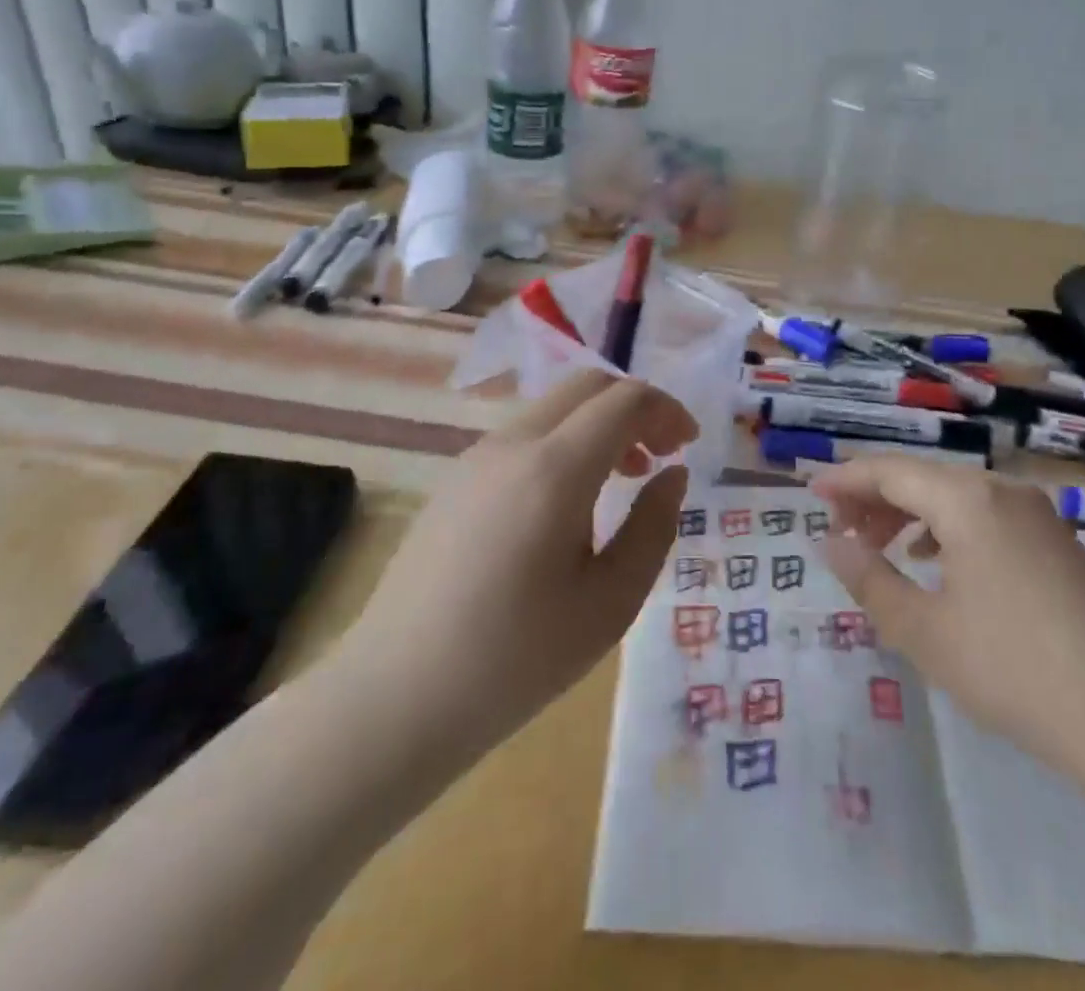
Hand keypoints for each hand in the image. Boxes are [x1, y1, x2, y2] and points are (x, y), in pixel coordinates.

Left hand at [332, 371, 695, 766]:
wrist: (395, 698)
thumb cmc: (516, 658)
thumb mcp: (611, 601)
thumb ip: (653, 526)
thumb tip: (672, 474)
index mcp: (555, 468)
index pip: (625, 400)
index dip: (667, 411)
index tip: (689, 446)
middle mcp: (512, 444)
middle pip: (587, 386)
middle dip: (634, 407)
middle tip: (660, 455)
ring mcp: (475, 458)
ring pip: (553, 408)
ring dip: (597, 424)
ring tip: (620, 479)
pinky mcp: (454, 480)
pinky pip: (523, 436)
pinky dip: (563, 442)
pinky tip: (566, 502)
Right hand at [812, 457, 1084, 809]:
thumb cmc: (1019, 671)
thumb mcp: (927, 632)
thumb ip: (870, 580)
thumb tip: (831, 542)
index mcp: (967, 499)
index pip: (889, 471)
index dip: (844, 480)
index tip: (808, 493)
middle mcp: (1002, 490)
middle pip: (923, 478)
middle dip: (875, 499)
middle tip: (840, 532)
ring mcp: (1037, 515)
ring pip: (955, 497)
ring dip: (911, 515)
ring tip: (881, 549)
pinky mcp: (1057, 543)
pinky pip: (985, 517)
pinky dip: (948, 530)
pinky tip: (938, 566)